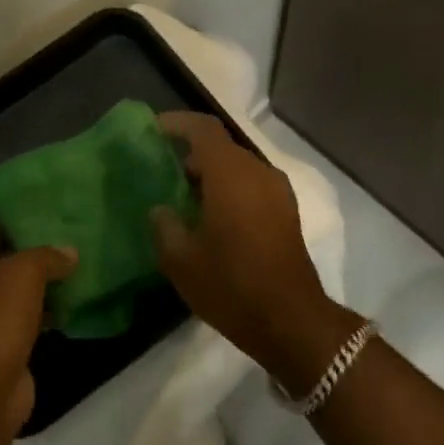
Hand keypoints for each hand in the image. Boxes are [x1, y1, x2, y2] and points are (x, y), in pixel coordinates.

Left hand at [0, 232, 74, 434]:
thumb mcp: (24, 273)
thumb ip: (47, 256)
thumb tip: (69, 253)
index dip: (16, 231)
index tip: (49, 229)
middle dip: (30, 264)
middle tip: (65, 253)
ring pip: (8, 299)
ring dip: (37, 292)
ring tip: (72, 278)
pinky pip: (16, 325)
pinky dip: (38, 318)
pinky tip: (65, 311)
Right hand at [150, 112, 346, 380]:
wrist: (291, 321)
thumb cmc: (231, 286)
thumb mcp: (181, 260)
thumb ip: (165, 226)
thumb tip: (161, 209)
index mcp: (231, 175)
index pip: (204, 129)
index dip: (177, 124)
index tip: (152, 130)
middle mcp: (258, 173)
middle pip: (221, 147)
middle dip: (191, 152)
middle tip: (161, 169)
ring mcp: (277, 192)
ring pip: (238, 166)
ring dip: (210, 173)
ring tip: (181, 195)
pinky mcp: (286, 212)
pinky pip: (251, 184)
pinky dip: (228, 188)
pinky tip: (209, 216)